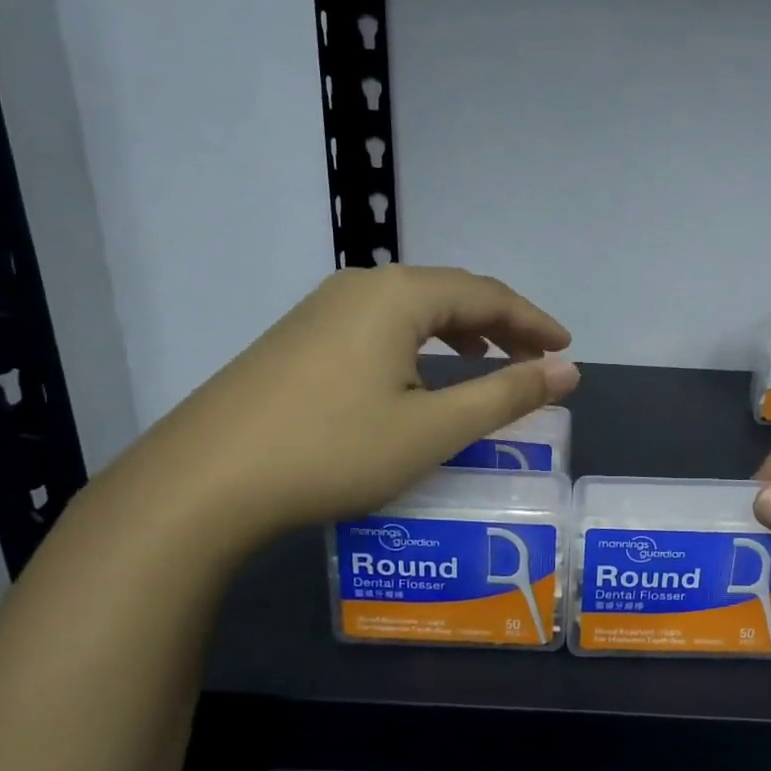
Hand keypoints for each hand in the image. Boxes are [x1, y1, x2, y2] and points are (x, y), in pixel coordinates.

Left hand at [105, 265, 577, 547]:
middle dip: (501, 322)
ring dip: (458, 329)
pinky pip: (378, 325)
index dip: (533, 322)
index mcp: (398, 296)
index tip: (567, 350)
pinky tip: (417, 372)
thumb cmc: (333, 450)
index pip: (486, 295)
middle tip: (536, 356)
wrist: (203, 483)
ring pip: (410, 308)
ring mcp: (320, 311)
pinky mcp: (297, 340)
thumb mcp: (433, 429)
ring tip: (487, 356)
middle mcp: (359, 288)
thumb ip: (506, 395)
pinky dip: (418, 342)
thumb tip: (568, 371)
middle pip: (449, 292)